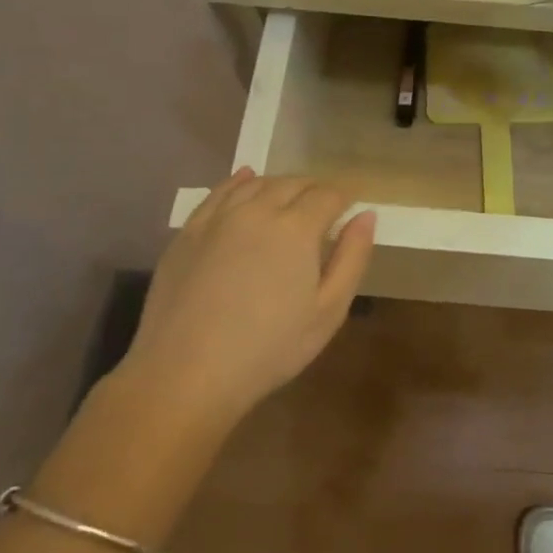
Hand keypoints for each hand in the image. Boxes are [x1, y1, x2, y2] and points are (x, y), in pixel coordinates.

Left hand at [121, 170, 375, 426]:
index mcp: (297, 228)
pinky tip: (245, 178)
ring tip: (290, 198)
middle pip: (293, 183)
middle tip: (325, 206)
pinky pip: (219, 193)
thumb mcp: (329, 311)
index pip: (329, 195)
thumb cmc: (269, 348)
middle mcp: (258, 210)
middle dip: (315, 189)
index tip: (352, 206)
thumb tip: (366, 215)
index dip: (345, 197)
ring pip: (256, 183)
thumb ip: (352, 257)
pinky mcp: (188, 231)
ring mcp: (219, 218)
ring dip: (280, 185)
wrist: (185, 373)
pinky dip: (238, 181)